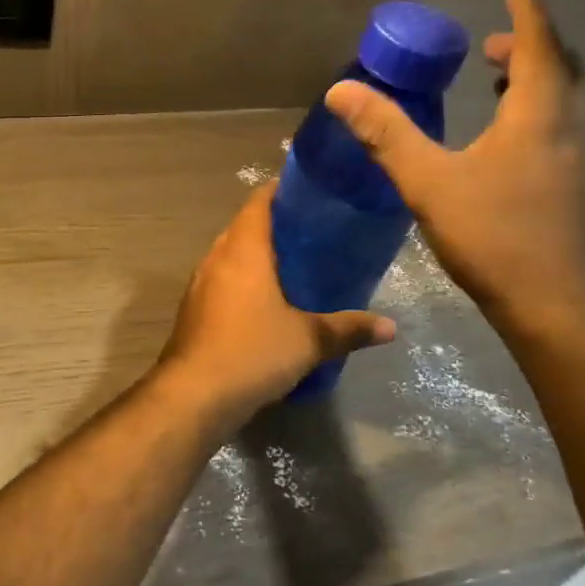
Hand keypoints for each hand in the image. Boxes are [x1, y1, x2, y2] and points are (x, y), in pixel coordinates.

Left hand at [155, 184, 395, 426]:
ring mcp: (200, 284)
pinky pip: (222, 280)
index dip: (281, 190)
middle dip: (274, 224)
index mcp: (243, 249)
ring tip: (293, 264)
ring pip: (231, 255)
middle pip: (244, 226)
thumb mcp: (308, 340)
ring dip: (257, 255)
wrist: (192, 395)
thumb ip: (349, 329)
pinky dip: (243, 280)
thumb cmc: (252, 352)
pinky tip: (266, 302)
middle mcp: (217, 257)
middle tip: (311, 231)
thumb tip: (392, 327)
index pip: (259, 201)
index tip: (309, 192)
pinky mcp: (193, 310)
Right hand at [325, 0, 584, 336]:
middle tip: (494, 42)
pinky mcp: (578, 186)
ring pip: (567, 99)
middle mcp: (570, 127)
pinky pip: (564, 126)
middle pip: (561, 68)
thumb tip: (341, 91)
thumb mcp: (428, 180)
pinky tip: (509, 138)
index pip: (537, 44)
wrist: (554, 305)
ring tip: (500, 79)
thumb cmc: (493, 234)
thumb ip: (385, 133)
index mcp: (539, 113)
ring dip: (538, 78)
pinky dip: (540, 110)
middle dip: (530, 45)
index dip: (527, 11)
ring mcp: (581, 159)